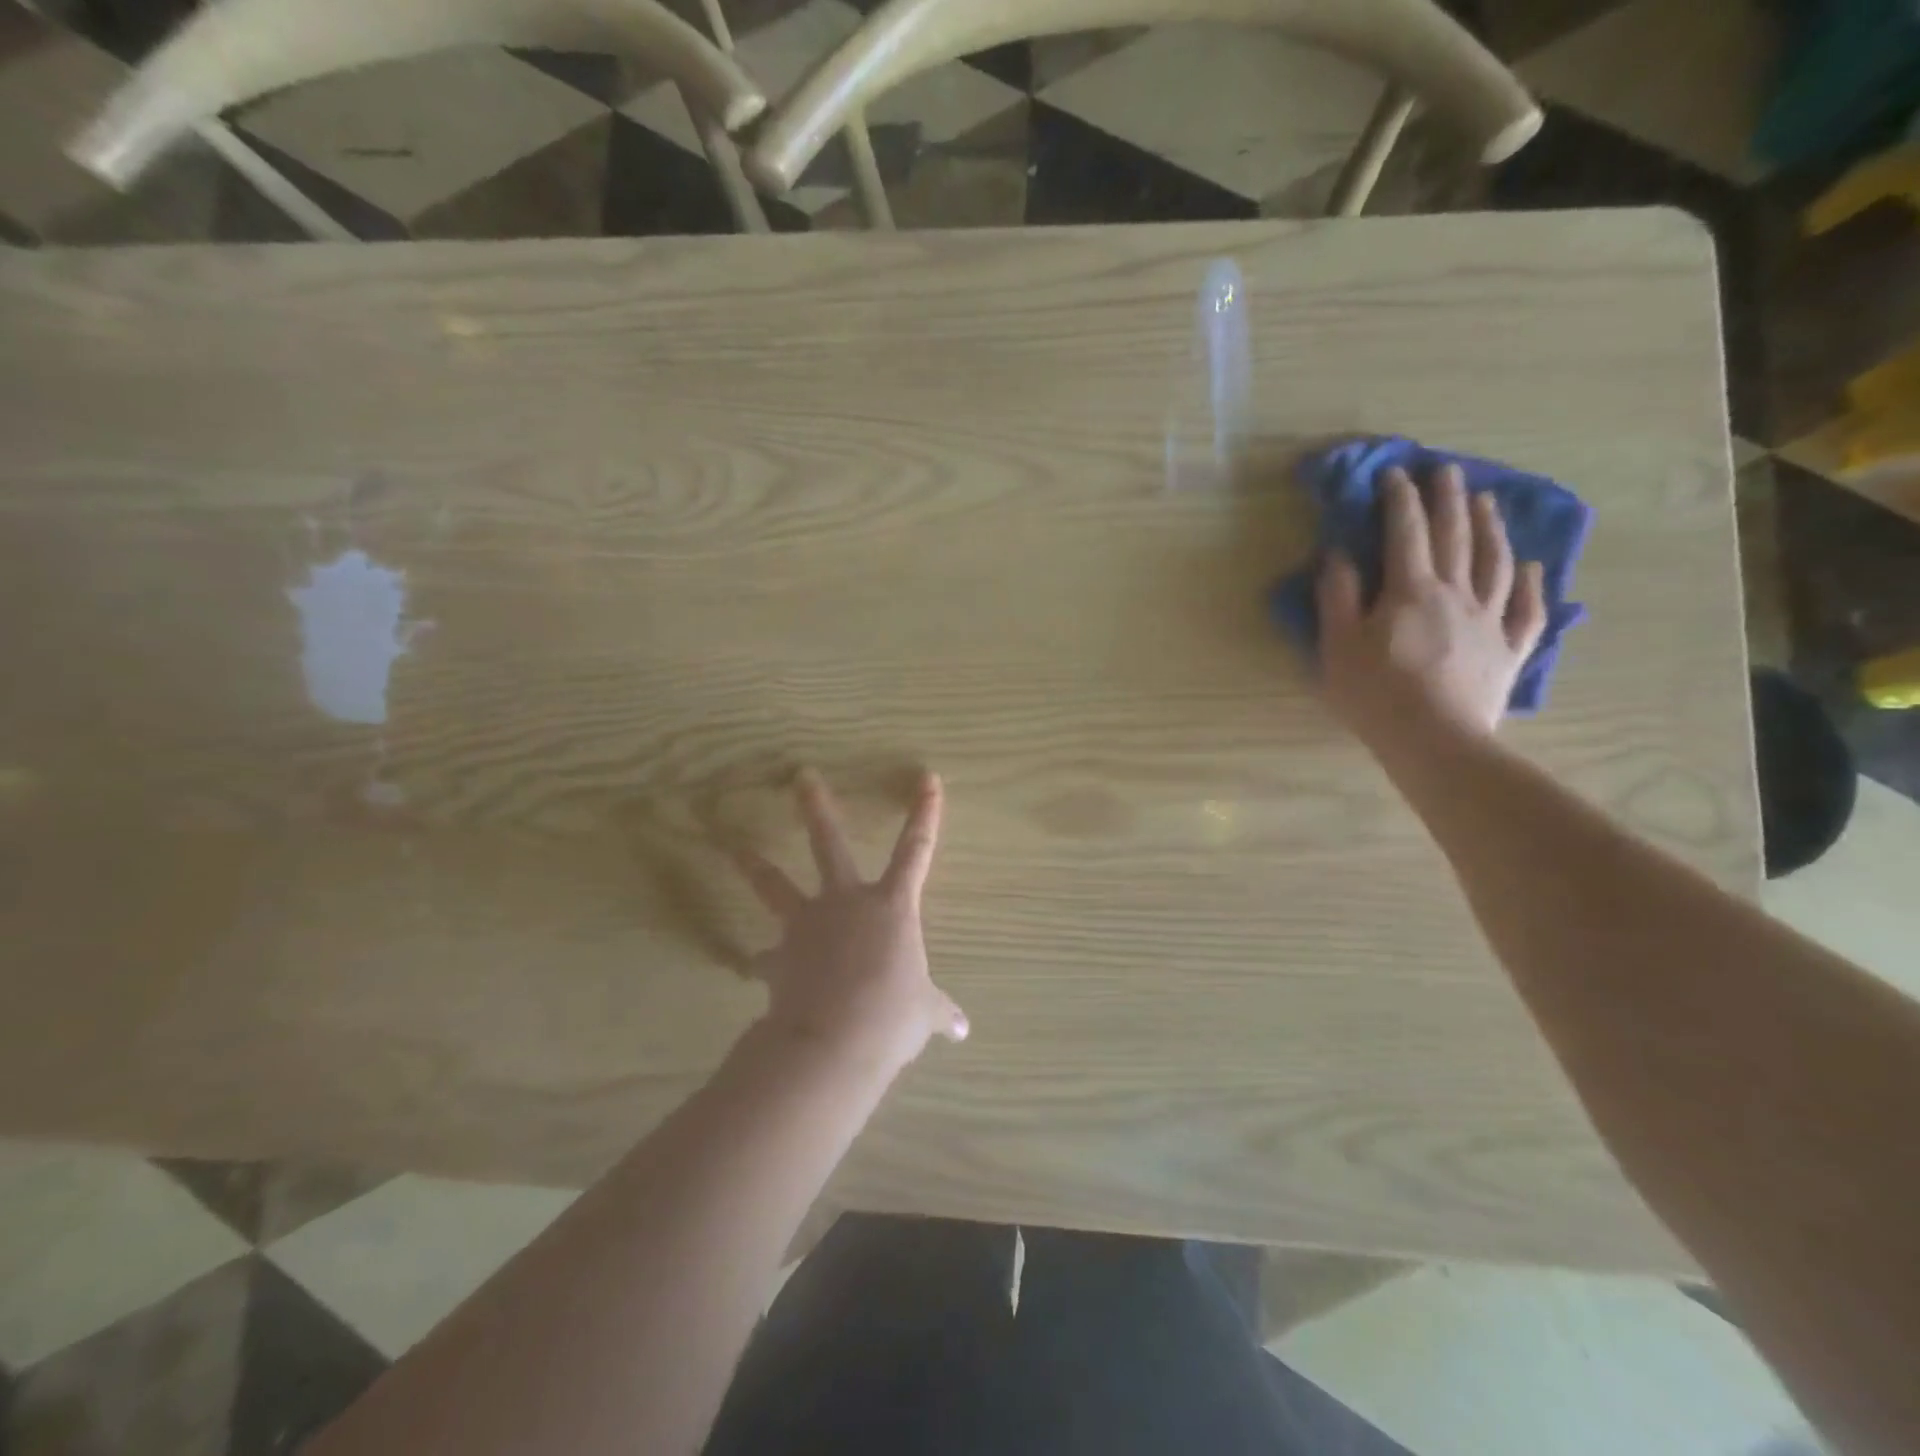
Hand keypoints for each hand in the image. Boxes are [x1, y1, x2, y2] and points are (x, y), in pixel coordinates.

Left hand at [727, 769, 967, 1074]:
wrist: (834, 1042)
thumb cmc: (891, 1016)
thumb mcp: (923, 1015)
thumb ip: (939, 1013)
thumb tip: (962, 1030)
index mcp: (891, 907)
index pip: (917, 850)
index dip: (926, 813)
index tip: (928, 778)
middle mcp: (846, 903)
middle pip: (828, 844)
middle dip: (816, 807)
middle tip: (801, 774)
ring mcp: (807, 925)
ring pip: (775, 886)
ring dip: (754, 865)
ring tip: (734, 847)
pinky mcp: (778, 957)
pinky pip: (766, 958)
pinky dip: (763, 963)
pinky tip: (755, 967)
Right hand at [1317, 465, 1547, 756]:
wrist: (1435, 741)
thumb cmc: (1375, 693)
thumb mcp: (1338, 645)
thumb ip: (1337, 595)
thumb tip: (1338, 553)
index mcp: (1410, 591)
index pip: (1405, 533)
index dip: (1399, 500)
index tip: (1394, 473)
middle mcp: (1456, 594)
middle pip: (1455, 537)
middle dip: (1448, 499)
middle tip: (1447, 470)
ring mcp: (1489, 621)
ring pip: (1496, 563)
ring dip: (1491, 528)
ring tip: (1488, 502)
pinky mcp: (1508, 651)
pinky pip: (1528, 610)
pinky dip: (1533, 585)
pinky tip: (1533, 567)